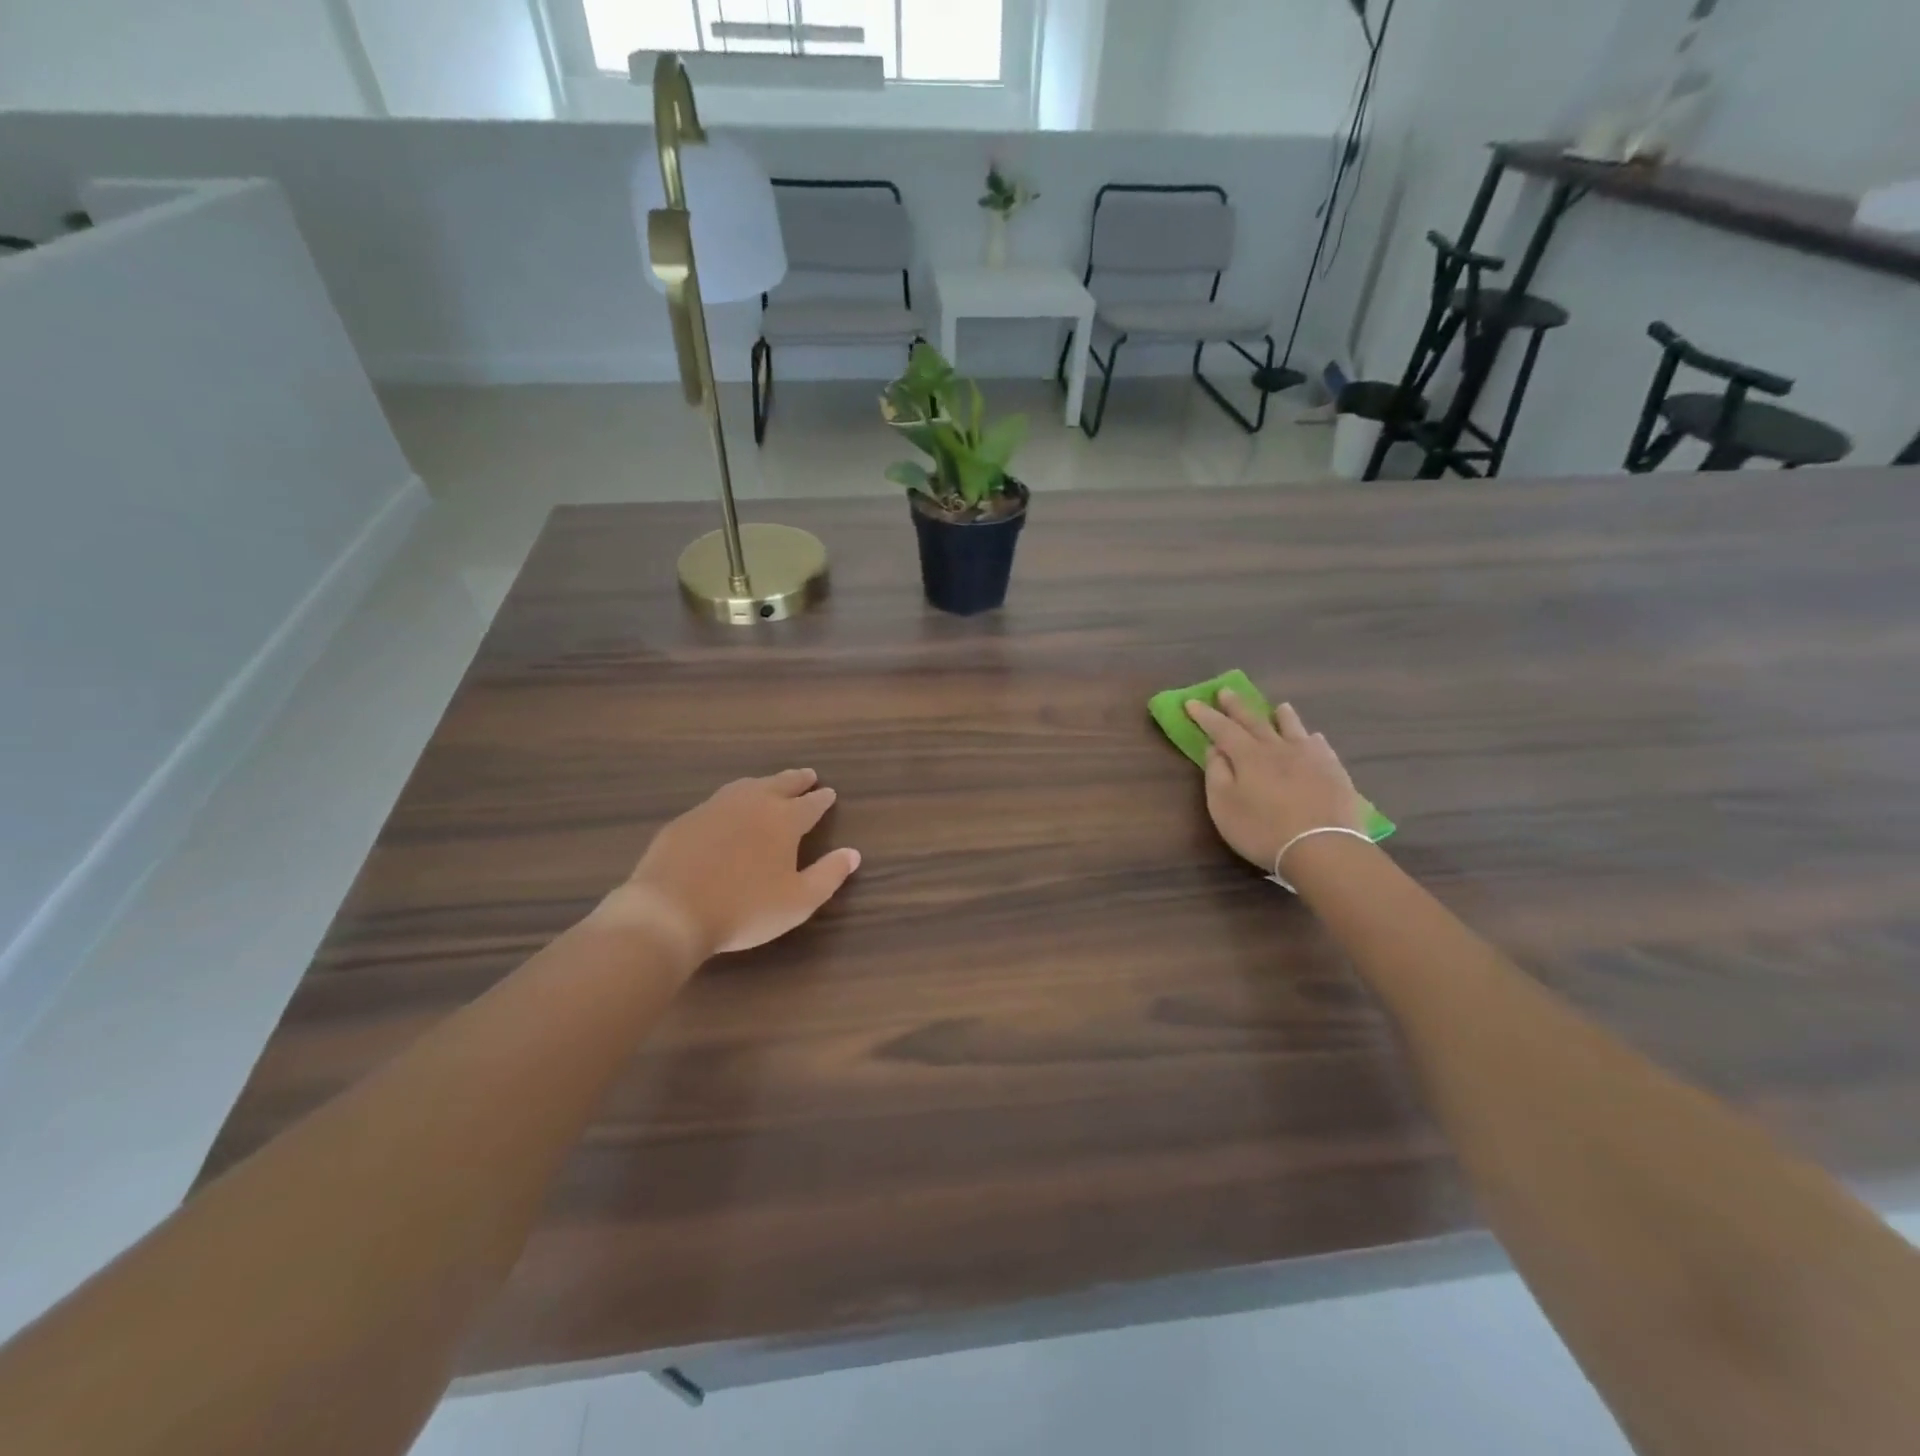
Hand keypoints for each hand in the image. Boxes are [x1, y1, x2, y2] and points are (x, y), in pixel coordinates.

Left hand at [600, 769, 860, 959]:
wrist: (671, 911)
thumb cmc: (745, 909)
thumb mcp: (798, 901)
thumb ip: (829, 875)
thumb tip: (852, 853)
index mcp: (784, 820)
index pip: (810, 804)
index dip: (822, 799)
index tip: (829, 793)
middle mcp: (753, 804)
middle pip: (780, 784)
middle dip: (797, 780)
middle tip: (808, 775)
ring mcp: (716, 807)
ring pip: (748, 786)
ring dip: (765, 783)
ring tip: (771, 784)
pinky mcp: (687, 819)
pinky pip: (719, 800)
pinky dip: (734, 799)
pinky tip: (729, 809)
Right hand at [1184, 693, 1364, 874]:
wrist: (1323, 848)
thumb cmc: (1262, 830)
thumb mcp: (1224, 806)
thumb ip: (1217, 773)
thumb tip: (1215, 749)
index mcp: (1248, 755)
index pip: (1221, 728)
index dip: (1205, 715)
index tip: (1192, 702)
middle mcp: (1278, 748)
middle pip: (1254, 721)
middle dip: (1237, 706)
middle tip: (1226, 691)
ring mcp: (1310, 757)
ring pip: (1293, 728)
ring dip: (1282, 716)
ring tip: (1279, 706)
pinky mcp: (1334, 771)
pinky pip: (1321, 746)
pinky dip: (1311, 738)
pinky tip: (1313, 738)